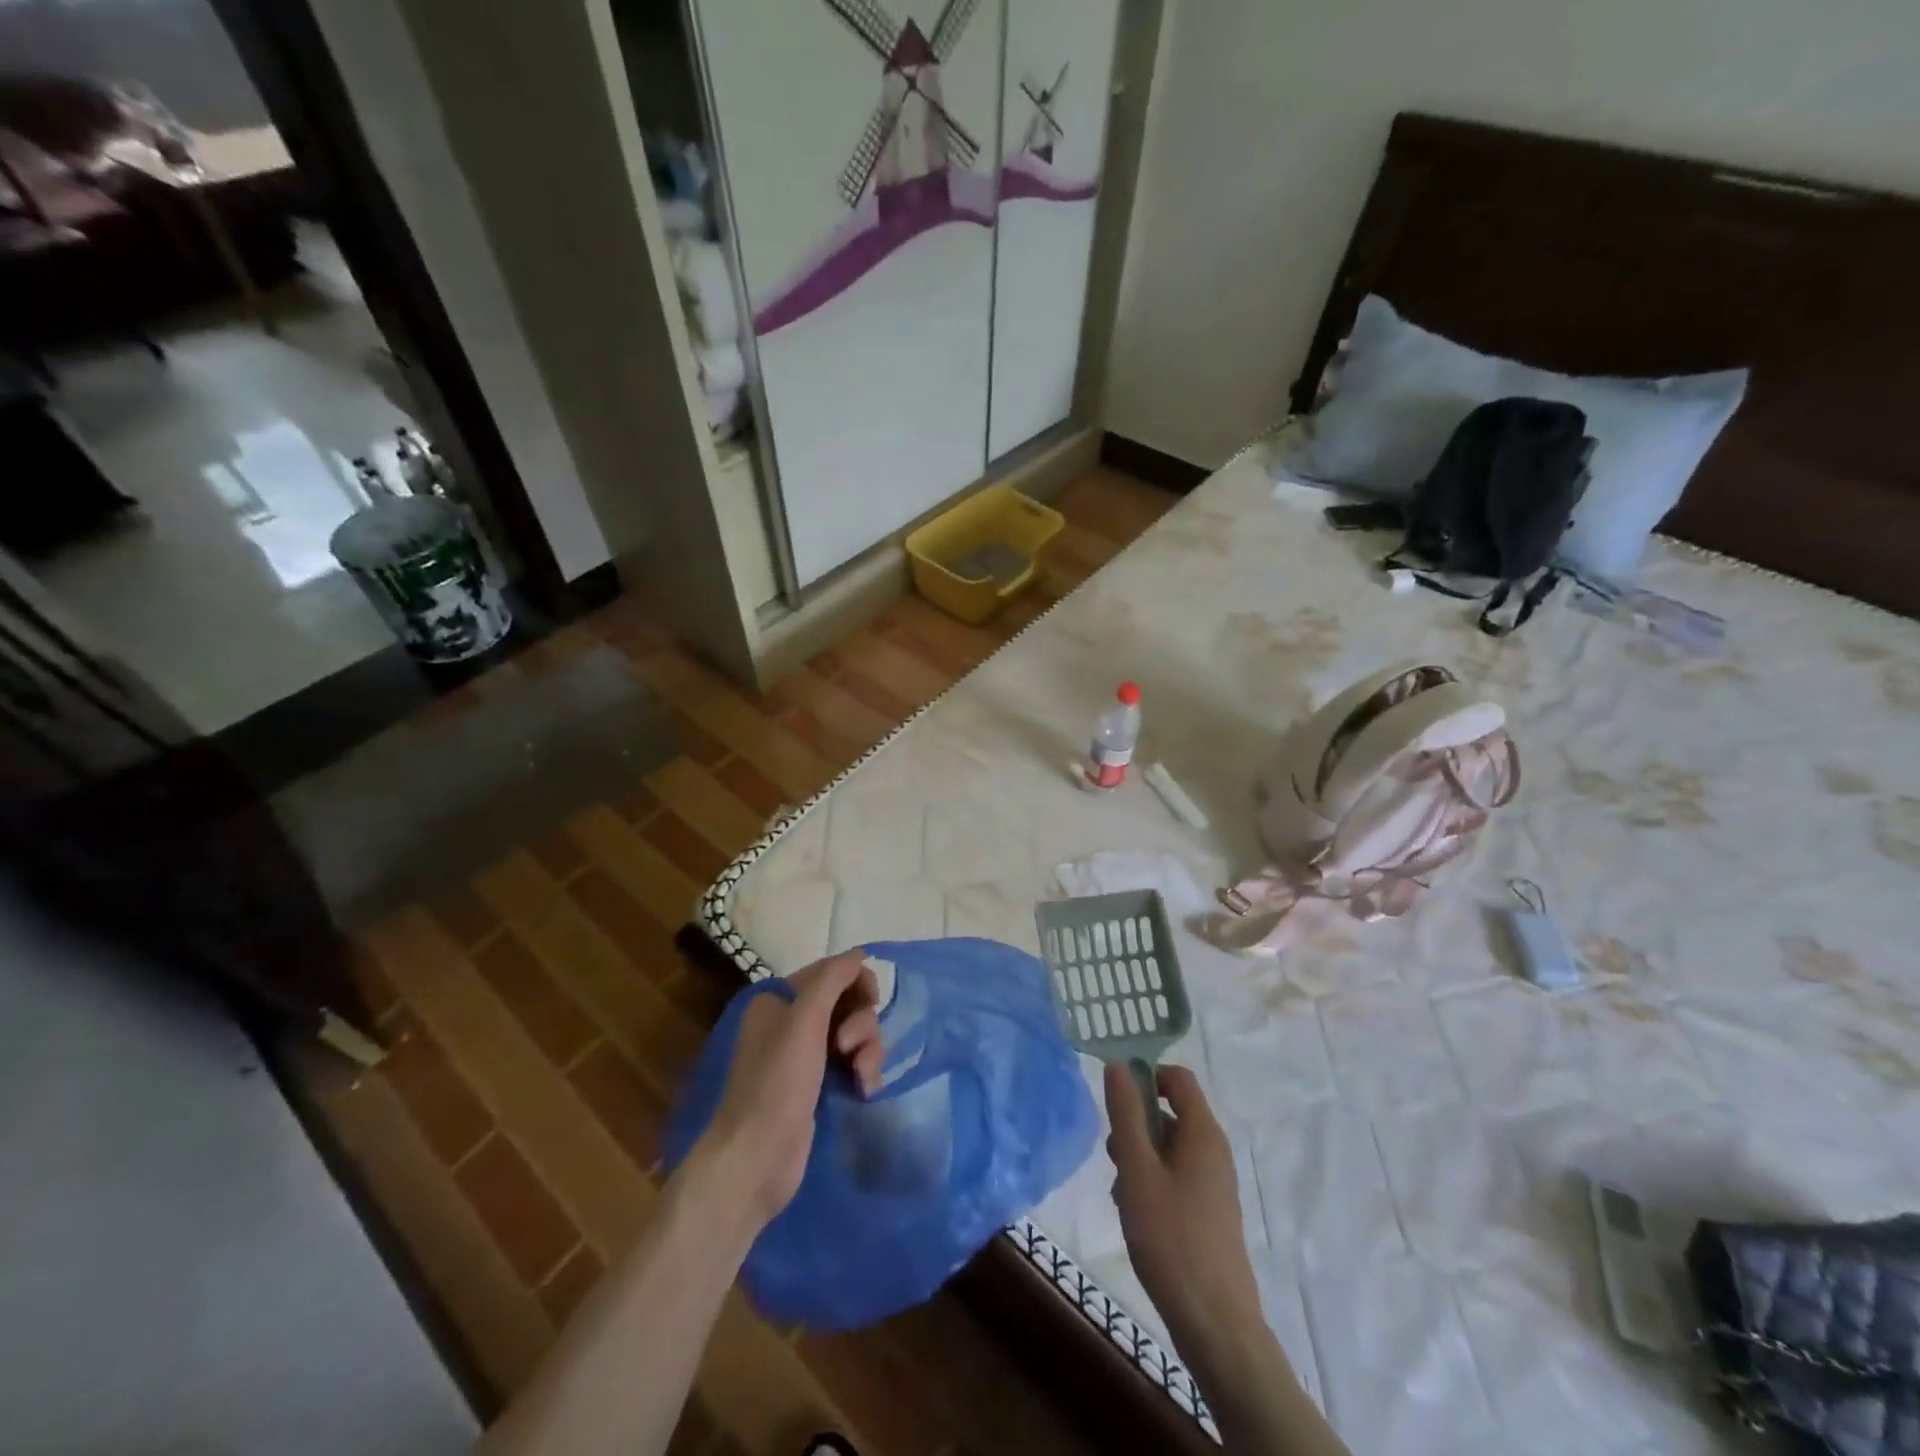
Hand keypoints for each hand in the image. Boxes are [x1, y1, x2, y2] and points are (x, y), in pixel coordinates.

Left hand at [695, 950, 883, 1230]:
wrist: (757, 1159)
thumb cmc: (777, 1082)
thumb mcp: (804, 1020)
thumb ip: (833, 979)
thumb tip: (859, 953)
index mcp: (779, 999)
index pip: (831, 972)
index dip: (857, 983)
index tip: (871, 1003)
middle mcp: (790, 1021)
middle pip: (848, 1002)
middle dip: (862, 1023)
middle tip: (852, 1049)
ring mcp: (805, 1055)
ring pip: (855, 1033)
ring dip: (868, 1050)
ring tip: (864, 1077)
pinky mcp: (818, 1085)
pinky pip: (853, 1062)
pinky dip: (863, 1070)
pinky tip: (865, 1090)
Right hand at [1105, 1064, 1261, 1347]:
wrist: (1214, 1322)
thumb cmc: (1171, 1237)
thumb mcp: (1137, 1169)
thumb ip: (1126, 1114)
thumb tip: (1118, 1065)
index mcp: (1202, 1132)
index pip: (1177, 1077)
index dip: (1146, 1077)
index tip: (1116, 1102)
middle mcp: (1214, 1149)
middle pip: (1169, 1113)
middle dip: (1136, 1126)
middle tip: (1115, 1159)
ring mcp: (1214, 1182)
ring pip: (1168, 1147)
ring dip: (1139, 1159)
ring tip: (1123, 1194)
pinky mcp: (1209, 1210)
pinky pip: (1175, 1176)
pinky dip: (1152, 1183)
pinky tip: (1136, 1215)